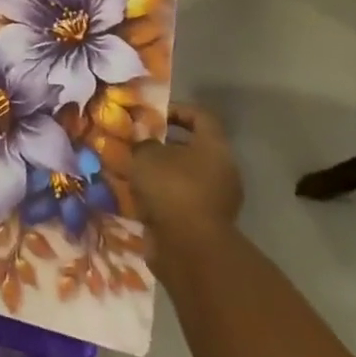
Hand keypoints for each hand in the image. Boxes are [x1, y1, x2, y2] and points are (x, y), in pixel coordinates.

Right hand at [128, 105, 242, 275]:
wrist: (189, 247)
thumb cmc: (171, 188)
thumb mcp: (146, 155)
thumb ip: (143, 143)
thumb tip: (144, 145)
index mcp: (215, 148)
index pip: (201, 116)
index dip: (176, 110)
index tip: (151, 115)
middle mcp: (223, 170)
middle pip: (193, 148)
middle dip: (164, 145)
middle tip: (137, 144)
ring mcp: (217, 198)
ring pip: (185, 176)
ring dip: (161, 173)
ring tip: (132, 172)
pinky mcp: (206, 222)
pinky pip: (182, 199)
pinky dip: (163, 196)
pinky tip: (139, 197)